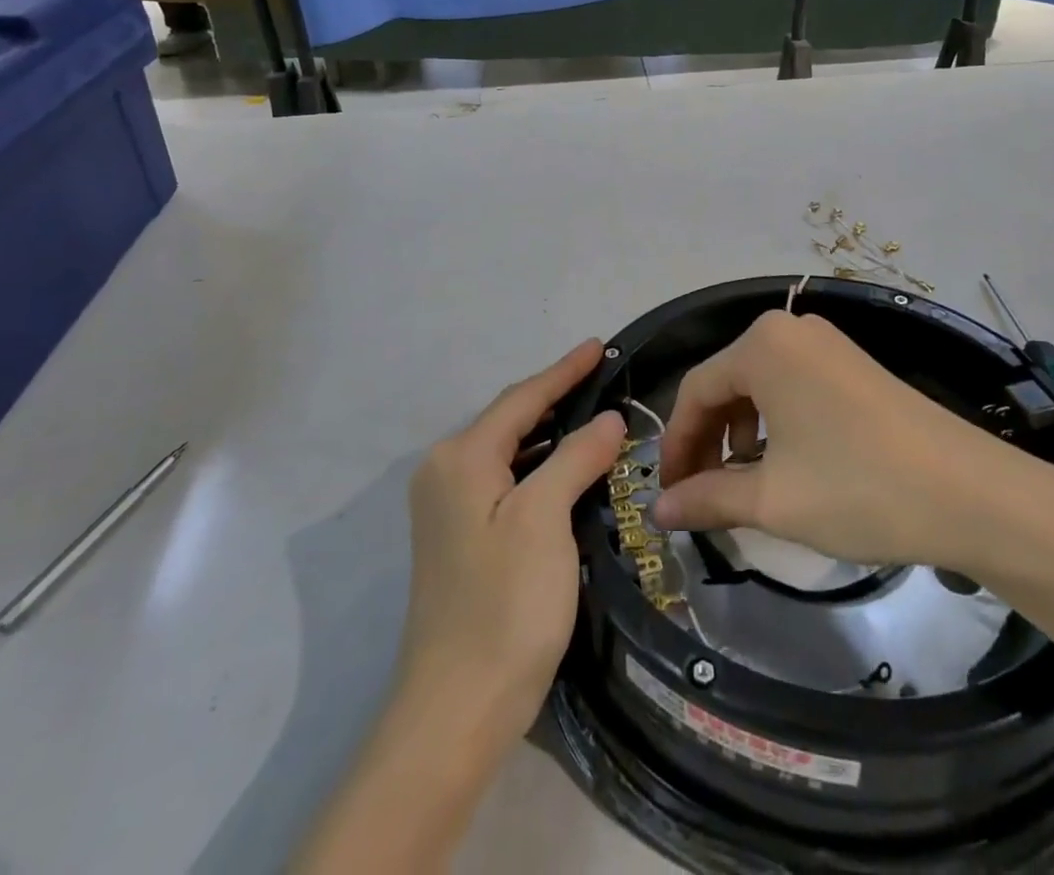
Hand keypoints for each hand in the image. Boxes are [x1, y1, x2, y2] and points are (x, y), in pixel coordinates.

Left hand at [395, 340, 624, 756]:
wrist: (456, 708)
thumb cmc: (505, 604)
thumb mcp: (545, 519)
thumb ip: (576, 457)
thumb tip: (607, 419)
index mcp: (461, 457)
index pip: (522, 398)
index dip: (565, 370)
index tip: (601, 344)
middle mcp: (445, 470)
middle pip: (512, 419)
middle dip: (557, 396)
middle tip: (605, 377)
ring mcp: (447, 505)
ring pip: (509, 450)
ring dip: (550, 432)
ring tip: (595, 414)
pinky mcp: (458, 535)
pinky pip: (505, 478)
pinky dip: (538, 465)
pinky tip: (567, 467)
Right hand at [654, 310, 1053, 575]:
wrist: (973, 494)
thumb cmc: (858, 488)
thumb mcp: (773, 499)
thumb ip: (706, 498)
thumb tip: (657, 511)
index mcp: (761, 345)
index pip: (695, 390)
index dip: (675, 445)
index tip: (668, 495)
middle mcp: (789, 329)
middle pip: (726, 384)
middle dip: (707, 441)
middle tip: (699, 495)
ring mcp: (826, 343)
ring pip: (759, 386)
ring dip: (740, 434)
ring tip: (741, 485)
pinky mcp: (853, 363)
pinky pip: (792, 386)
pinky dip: (775, 424)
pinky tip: (783, 464)